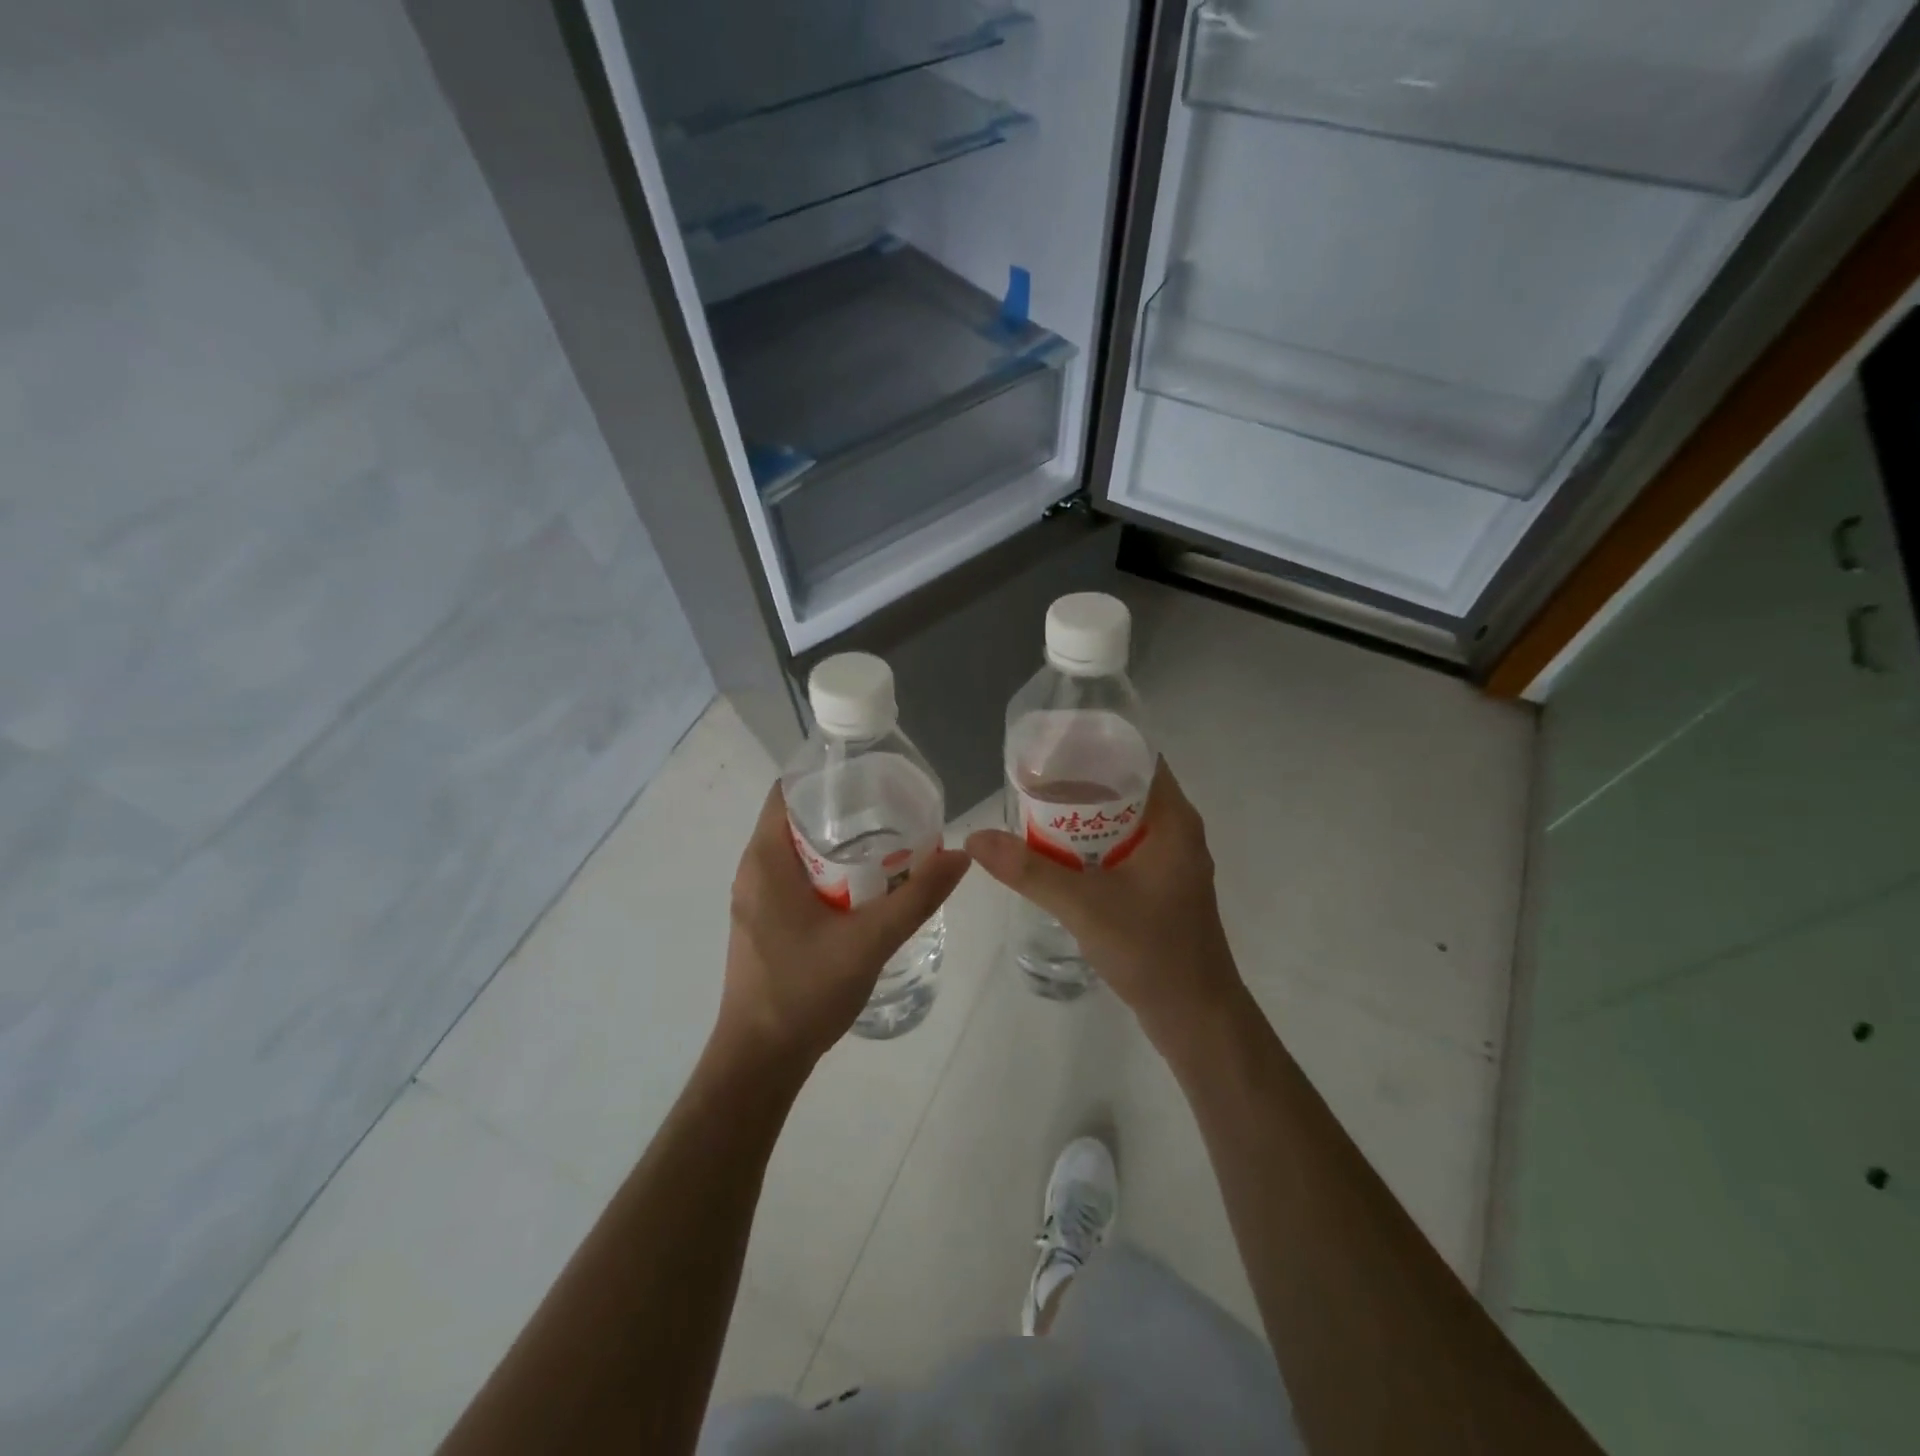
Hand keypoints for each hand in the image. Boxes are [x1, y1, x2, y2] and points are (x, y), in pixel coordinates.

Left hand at [719, 782, 970, 1070]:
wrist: (759, 1061)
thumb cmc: (804, 991)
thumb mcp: (869, 941)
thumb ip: (917, 898)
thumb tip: (960, 855)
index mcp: (765, 860)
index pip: (787, 790)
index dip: (828, 776)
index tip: (872, 776)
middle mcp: (754, 871)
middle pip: (797, 818)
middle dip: (845, 810)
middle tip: (895, 808)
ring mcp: (756, 900)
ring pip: (799, 852)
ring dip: (839, 843)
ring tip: (890, 840)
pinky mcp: (765, 923)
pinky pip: (797, 878)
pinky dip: (829, 871)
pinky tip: (868, 886)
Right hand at [965, 760, 1241, 1048]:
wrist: (1196, 1018)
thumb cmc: (1152, 950)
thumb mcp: (1084, 905)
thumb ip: (1029, 870)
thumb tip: (975, 837)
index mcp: (1173, 820)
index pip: (1138, 758)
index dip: (1097, 745)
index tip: (1053, 744)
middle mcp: (1176, 832)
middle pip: (1126, 787)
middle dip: (1081, 781)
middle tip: (1032, 778)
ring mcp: (1169, 862)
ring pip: (1123, 820)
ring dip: (1084, 815)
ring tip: (1036, 809)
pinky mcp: (1159, 888)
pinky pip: (1122, 849)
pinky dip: (1092, 844)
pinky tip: (1057, 853)